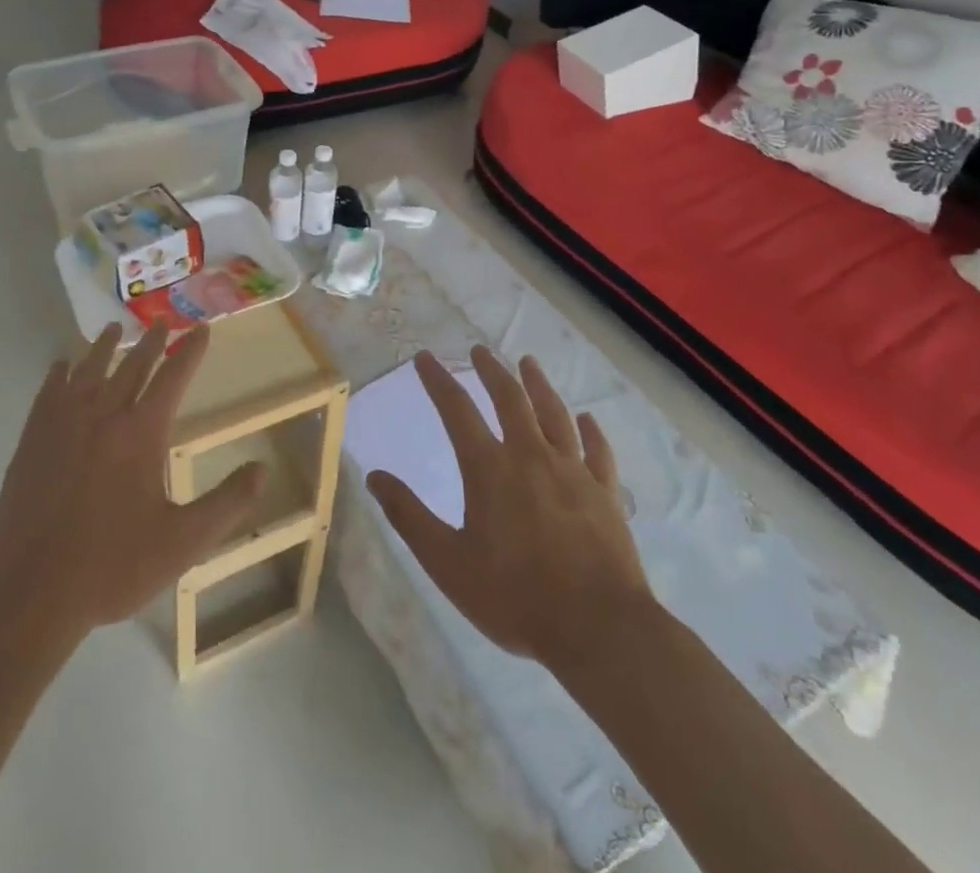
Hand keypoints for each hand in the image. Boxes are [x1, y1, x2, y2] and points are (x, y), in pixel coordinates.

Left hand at [0, 324, 265, 641]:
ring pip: (89, 370)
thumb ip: (226, 504)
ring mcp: (63, 424)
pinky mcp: (32, 440)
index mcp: (141, 432)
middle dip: (151, 342)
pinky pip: (48, 392)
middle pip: (131, 366)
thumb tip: (262, 469)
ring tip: (115, 329)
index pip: (173, 378)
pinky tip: (61, 365)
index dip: (190, 352)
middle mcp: (103, 415)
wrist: (30, 590)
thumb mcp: (182, 543)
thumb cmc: (112, 566)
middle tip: (162, 321)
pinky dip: (59, 372)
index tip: (202, 329)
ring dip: (105, 347)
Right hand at [366, 346, 654, 667]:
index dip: (438, 380)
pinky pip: (597, 451)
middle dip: (492, 371)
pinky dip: (591, 431)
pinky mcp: (605, 494)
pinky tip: (587, 419)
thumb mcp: (447, 562)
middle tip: (480, 350)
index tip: (425, 358)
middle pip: (510, 399)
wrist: (599, 629)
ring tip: (528, 363)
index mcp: (489, 468)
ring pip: (554, 414)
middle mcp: (531, 456)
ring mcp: (573, 472)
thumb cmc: (515, 597)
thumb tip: (374, 476)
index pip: (457, 410)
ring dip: (538, 384)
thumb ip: (409, 516)